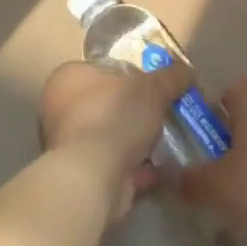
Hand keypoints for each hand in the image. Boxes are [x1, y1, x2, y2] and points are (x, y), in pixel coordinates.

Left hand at [38, 60, 187, 220]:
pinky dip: (136, 166)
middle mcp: (59, 109)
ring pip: (111, 135)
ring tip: (167, 138)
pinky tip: (161, 167)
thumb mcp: (152, 87)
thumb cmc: (114, 116)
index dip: (128, 74)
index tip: (152, 83)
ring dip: (136, 140)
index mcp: (68, 77)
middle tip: (163, 110)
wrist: (94, 177)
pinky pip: (115, 164)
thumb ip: (171, 76)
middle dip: (134, 109)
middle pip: (106, 102)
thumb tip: (187, 71)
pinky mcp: (81, 175)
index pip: (99, 68)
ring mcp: (68, 145)